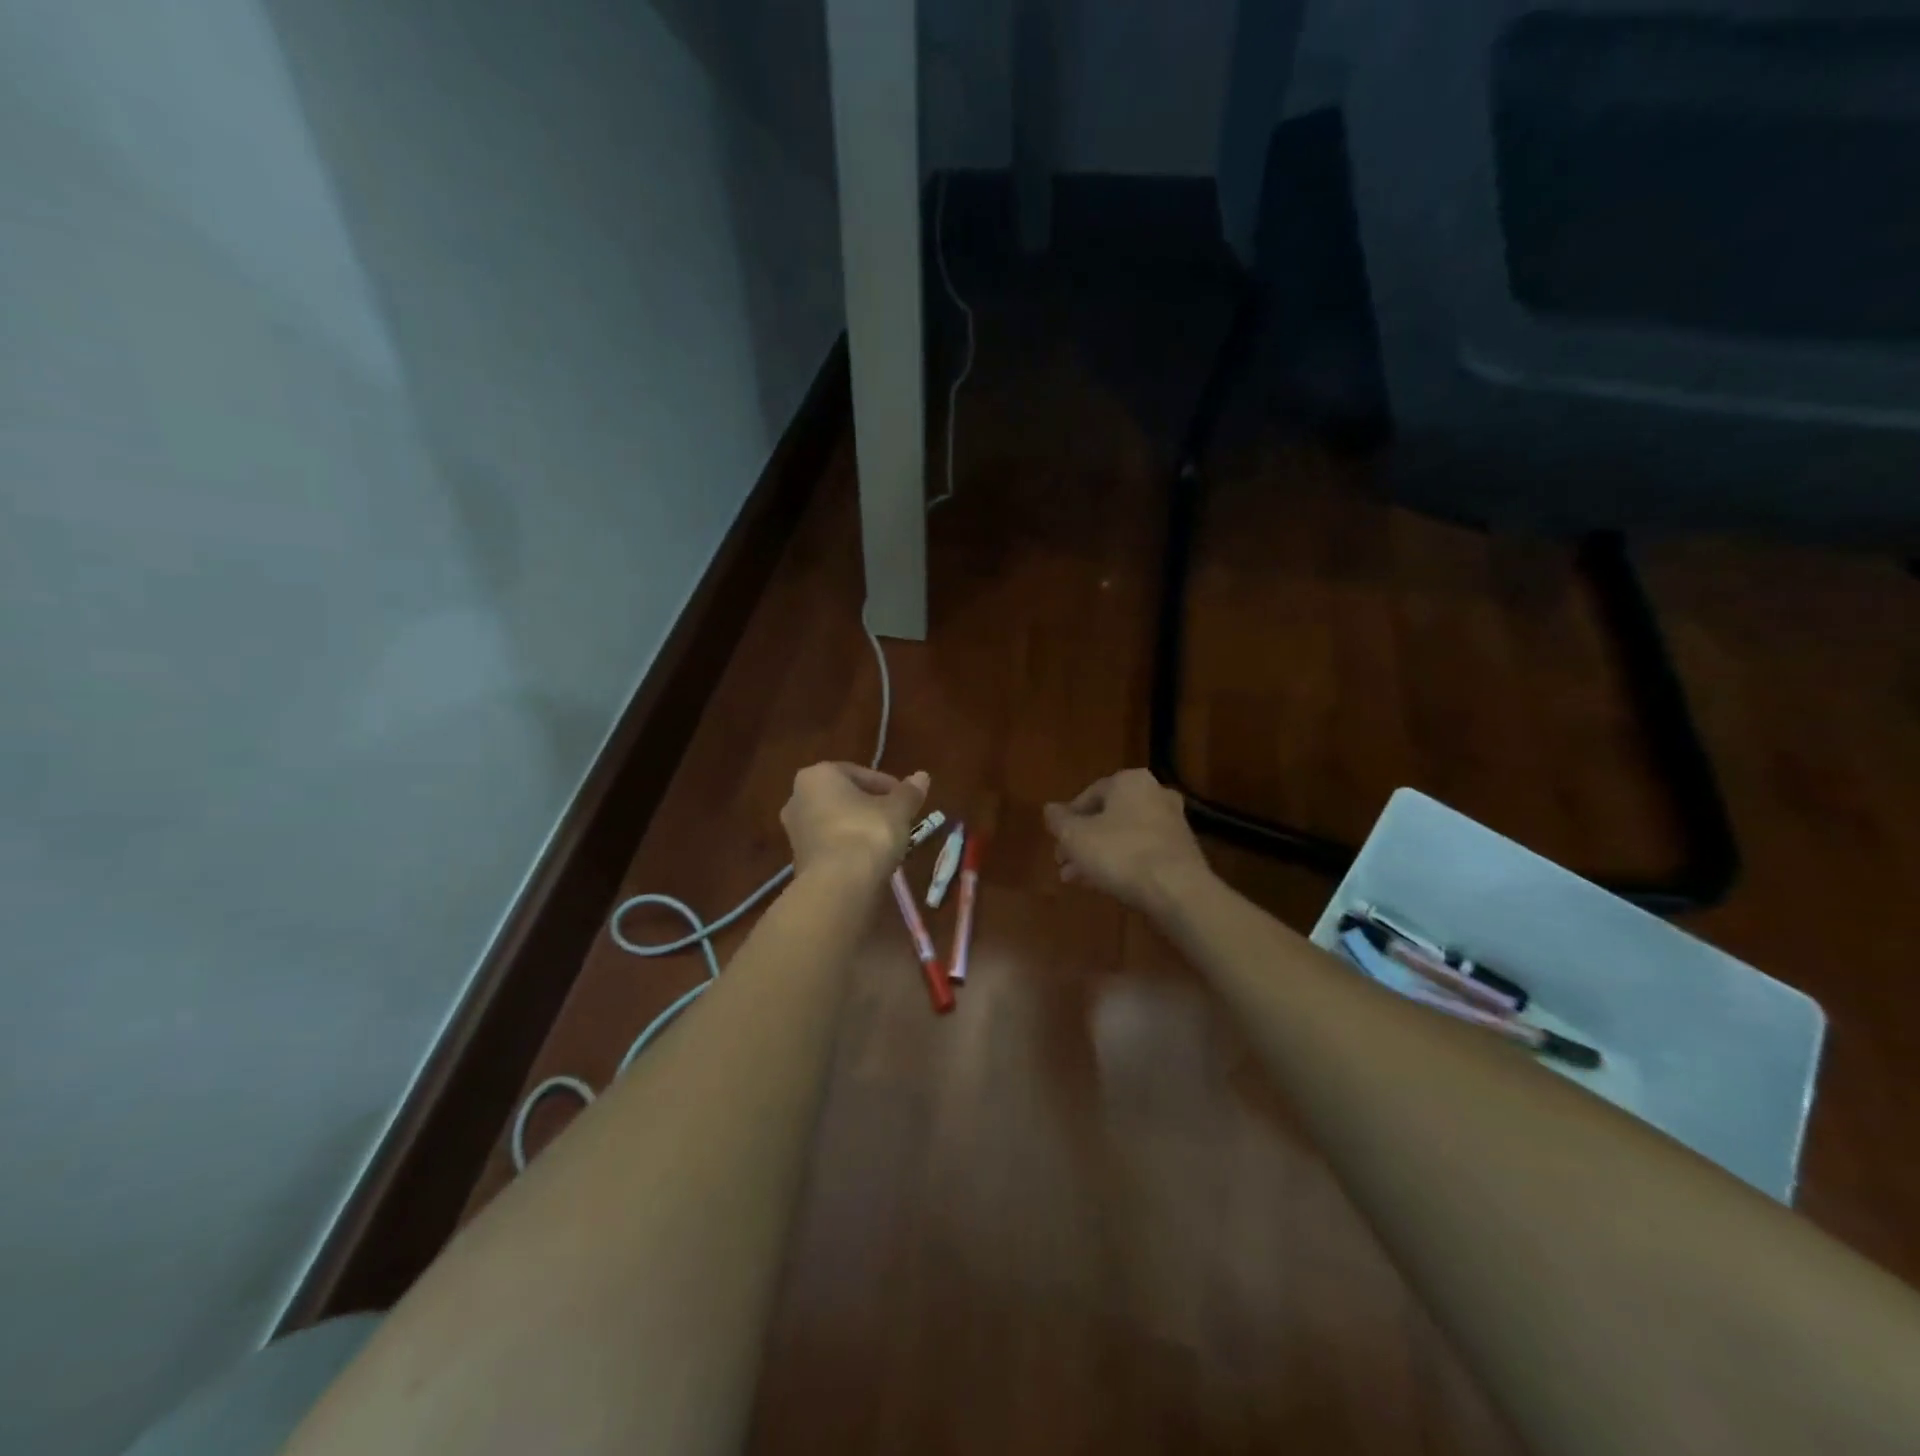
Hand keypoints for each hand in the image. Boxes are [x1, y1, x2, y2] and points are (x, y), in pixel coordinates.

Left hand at [782, 762, 929, 884]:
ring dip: (859, 827)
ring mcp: (794, 831)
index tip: (906, 800)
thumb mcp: (898, 809)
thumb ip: (909, 792)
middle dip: (870, 806)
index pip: (859, 774)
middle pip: (844, 797)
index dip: (887, 786)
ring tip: (887, 841)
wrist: (838, 885)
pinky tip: (869, 860)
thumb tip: (922, 776)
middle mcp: (798, 797)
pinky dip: (848, 847)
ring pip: (835, 822)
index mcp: (819, 775)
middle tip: (897, 819)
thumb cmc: (868, 833)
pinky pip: (829, 844)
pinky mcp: (798, 859)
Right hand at [1044, 769, 1211, 916]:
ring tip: (1078, 879)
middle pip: (1108, 817)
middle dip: (1083, 841)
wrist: (1177, 890)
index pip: (1089, 794)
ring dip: (1100, 855)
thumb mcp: (1076, 837)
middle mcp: (1155, 794)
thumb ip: (1059, 821)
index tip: (1057, 842)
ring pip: (1124, 836)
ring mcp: (1173, 823)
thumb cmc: (1120, 853)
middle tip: (1064, 863)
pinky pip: (1143, 852)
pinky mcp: (1183, 851)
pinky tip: (1106, 884)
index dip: (1068, 819)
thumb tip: (1049, 809)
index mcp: (1129, 781)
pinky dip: (1123, 863)